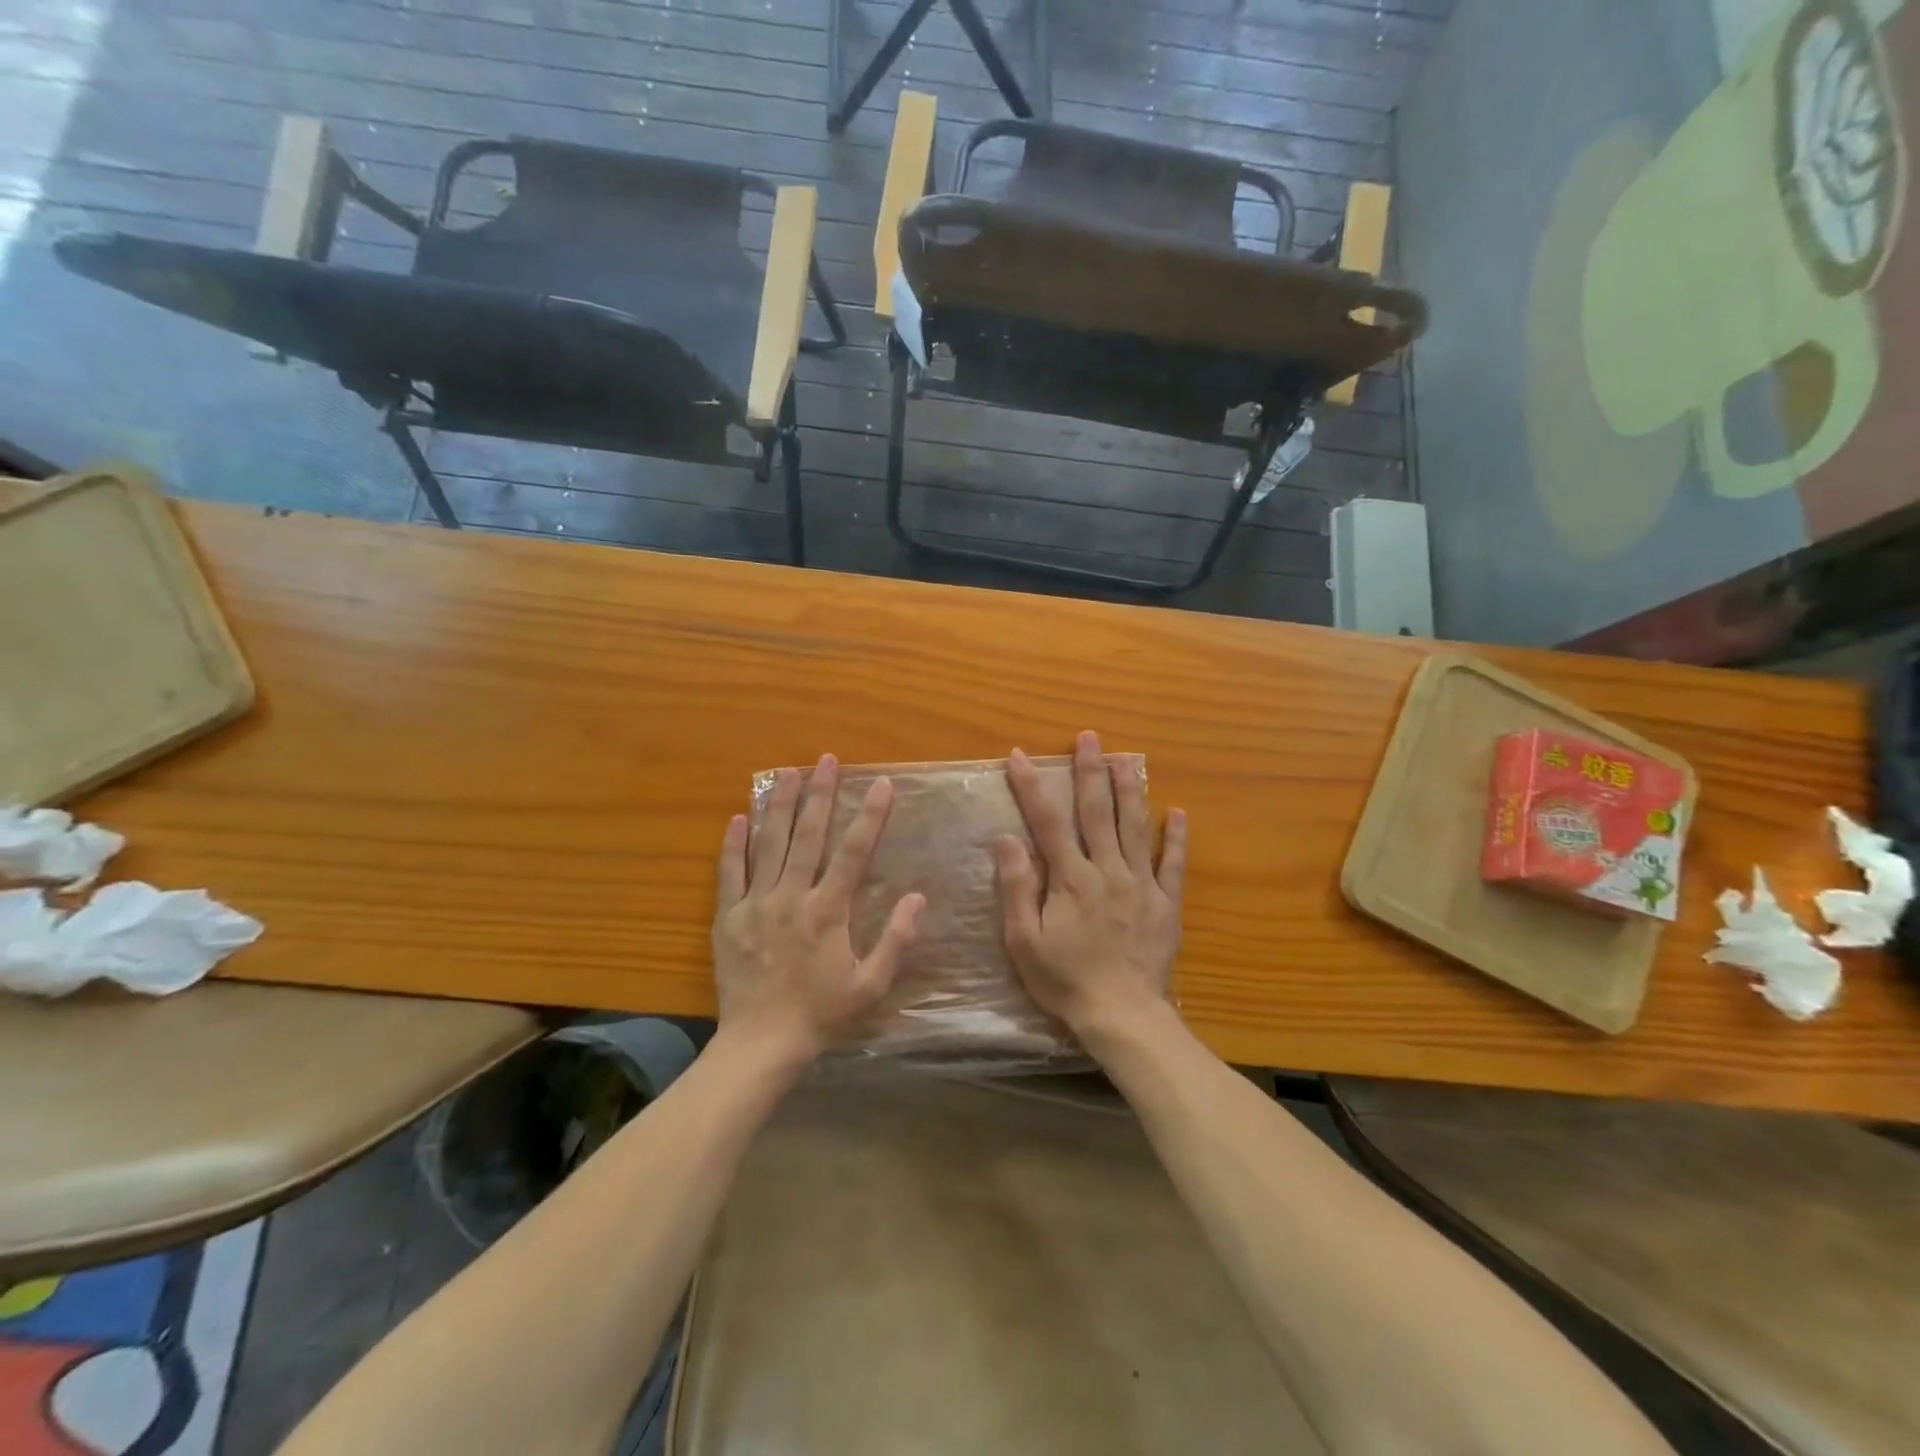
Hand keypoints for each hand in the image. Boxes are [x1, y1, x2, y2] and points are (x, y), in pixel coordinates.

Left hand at [713, 754, 924, 1066]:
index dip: (871, 816)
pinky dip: (734, 843)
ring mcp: (756, 904)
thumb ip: (896, 940)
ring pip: (769, 844)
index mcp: (828, 911)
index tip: (882, 785)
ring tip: (786, 772)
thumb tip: (918, 897)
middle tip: (826, 760)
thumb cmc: (821, 1014)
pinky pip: (730, 872)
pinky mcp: (728, 917)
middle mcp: (792, 896)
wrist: (760, 1044)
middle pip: (808, 835)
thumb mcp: (871, 985)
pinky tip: (739, 817)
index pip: (854, 852)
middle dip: (820, 794)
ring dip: (779, 805)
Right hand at [996, 730, 1186, 1038]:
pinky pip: (1173, 863)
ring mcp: (1141, 884)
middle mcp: (1107, 870)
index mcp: (1070, 878)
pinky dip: (1176, 837)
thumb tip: (1007, 838)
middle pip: (1097, 812)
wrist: (1123, 1016)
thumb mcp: (1024, 941)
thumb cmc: (1065, 980)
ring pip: (1135, 827)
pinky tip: (1178, 812)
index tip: (1021, 756)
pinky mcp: (1166, 903)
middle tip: (1089, 737)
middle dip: (1090, 771)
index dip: (1033, 786)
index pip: (1047, 821)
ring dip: (1129, 789)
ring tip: (1125, 758)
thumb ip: (1017, 887)